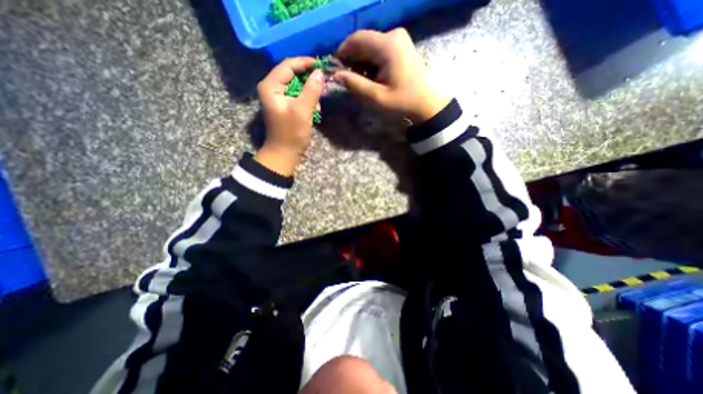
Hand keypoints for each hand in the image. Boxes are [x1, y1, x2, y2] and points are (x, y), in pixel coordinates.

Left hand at [257, 57, 324, 175]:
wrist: (285, 153)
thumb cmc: (292, 133)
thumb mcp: (303, 110)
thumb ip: (311, 90)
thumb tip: (320, 73)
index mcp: (271, 86)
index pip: (288, 65)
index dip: (305, 63)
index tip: (322, 65)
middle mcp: (272, 87)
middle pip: (292, 73)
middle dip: (309, 78)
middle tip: (323, 82)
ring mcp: (278, 97)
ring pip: (297, 85)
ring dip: (310, 91)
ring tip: (318, 102)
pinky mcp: (285, 105)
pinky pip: (297, 95)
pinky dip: (307, 99)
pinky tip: (314, 109)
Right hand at [332, 28, 449, 124]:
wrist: (427, 104)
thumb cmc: (402, 102)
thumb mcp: (376, 97)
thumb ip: (355, 84)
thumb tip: (335, 74)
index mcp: (387, 45)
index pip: (356, 39)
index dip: (342, 53)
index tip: (335, 69)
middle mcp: (393, 35)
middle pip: (363, 42)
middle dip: (352, 60)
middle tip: (348, 79)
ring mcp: (399, 39)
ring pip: (370, 47)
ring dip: (361, 63)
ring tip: (361, 82)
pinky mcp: (401, 46)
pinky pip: (379, 50)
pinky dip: (371, 63)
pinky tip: (372, 77)